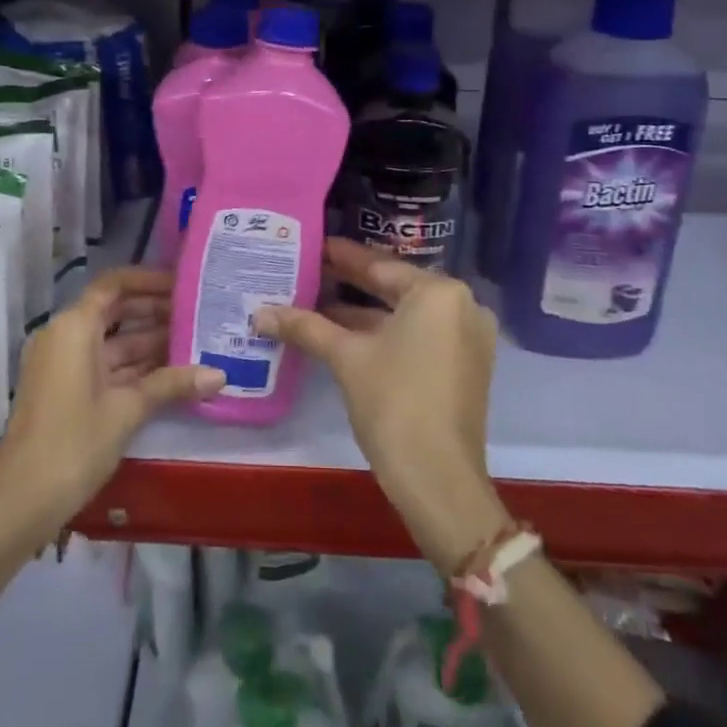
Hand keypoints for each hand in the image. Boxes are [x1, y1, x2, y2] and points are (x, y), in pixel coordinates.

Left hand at [0, 267, 223, 542]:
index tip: (183, 284)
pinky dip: (134, 366)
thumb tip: (220, 374)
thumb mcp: (127, 410)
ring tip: (195, 341)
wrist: (20, 502)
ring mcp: (63, 365)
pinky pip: (105, 364)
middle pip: (115, 310)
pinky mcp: (66, 390)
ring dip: (150, 342)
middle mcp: (65, 336)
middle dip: (155, 312)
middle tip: (199, 314)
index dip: (148, 280)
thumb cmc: (73, 443)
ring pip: (112, 341)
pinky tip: (171, 374)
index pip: (114, 284)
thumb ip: (172, 384)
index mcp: (74, 327)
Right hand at [257, 239, 508, 568]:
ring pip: (405, 314)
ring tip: (316, 303)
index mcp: (438, 292)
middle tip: (310, 271)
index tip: (313, 246)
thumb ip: (305, 326)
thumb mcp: (346, 358)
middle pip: (394, 287)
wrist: (439, 481)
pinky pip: (418, 335)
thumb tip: (259, 313)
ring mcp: (467, 337)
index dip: (342, 257)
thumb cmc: (394, 403)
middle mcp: (461, 305)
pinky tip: (344, 334)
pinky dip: (385, 334)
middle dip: (350, 283)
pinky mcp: (464, 365)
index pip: (380, 265)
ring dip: (363, 312)